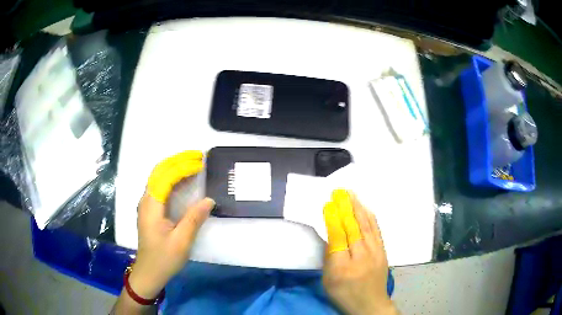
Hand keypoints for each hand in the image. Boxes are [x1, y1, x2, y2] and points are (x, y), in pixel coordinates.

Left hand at [129, 151, 214, 298]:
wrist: (149, 272)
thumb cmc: (164, 258)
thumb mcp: (181, 241)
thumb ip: (194, 219)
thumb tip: (209, 199)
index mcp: (151, 206)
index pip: (165, 177)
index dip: (183, 167)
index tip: (200, 163)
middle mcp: (146, 200)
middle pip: (159, 171)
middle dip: (178, 160)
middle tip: (198, 157)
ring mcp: (146, 204)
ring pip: (158, 177)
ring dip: (175, 167)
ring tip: (193, 163)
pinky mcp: (150, 209)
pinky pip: (160, 186)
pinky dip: (172, 178)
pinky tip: (183, 180)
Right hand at [322, 190, 397, 314]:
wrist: (370, 304)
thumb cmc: (344, 294)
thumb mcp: (328, 281)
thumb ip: (329, 258)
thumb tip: (330, 235)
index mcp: (343, 267)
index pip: (338, 238)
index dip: (333, 219)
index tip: (328, 204)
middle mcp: (361, 257)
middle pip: (353, 228)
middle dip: (346, 208)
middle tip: (340, 191)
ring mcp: (375, 253)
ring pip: (366, 226)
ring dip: (358, 208)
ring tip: (352, 194)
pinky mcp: (383, 251)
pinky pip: (376, 230)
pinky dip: (370, 217)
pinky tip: (366, 208)